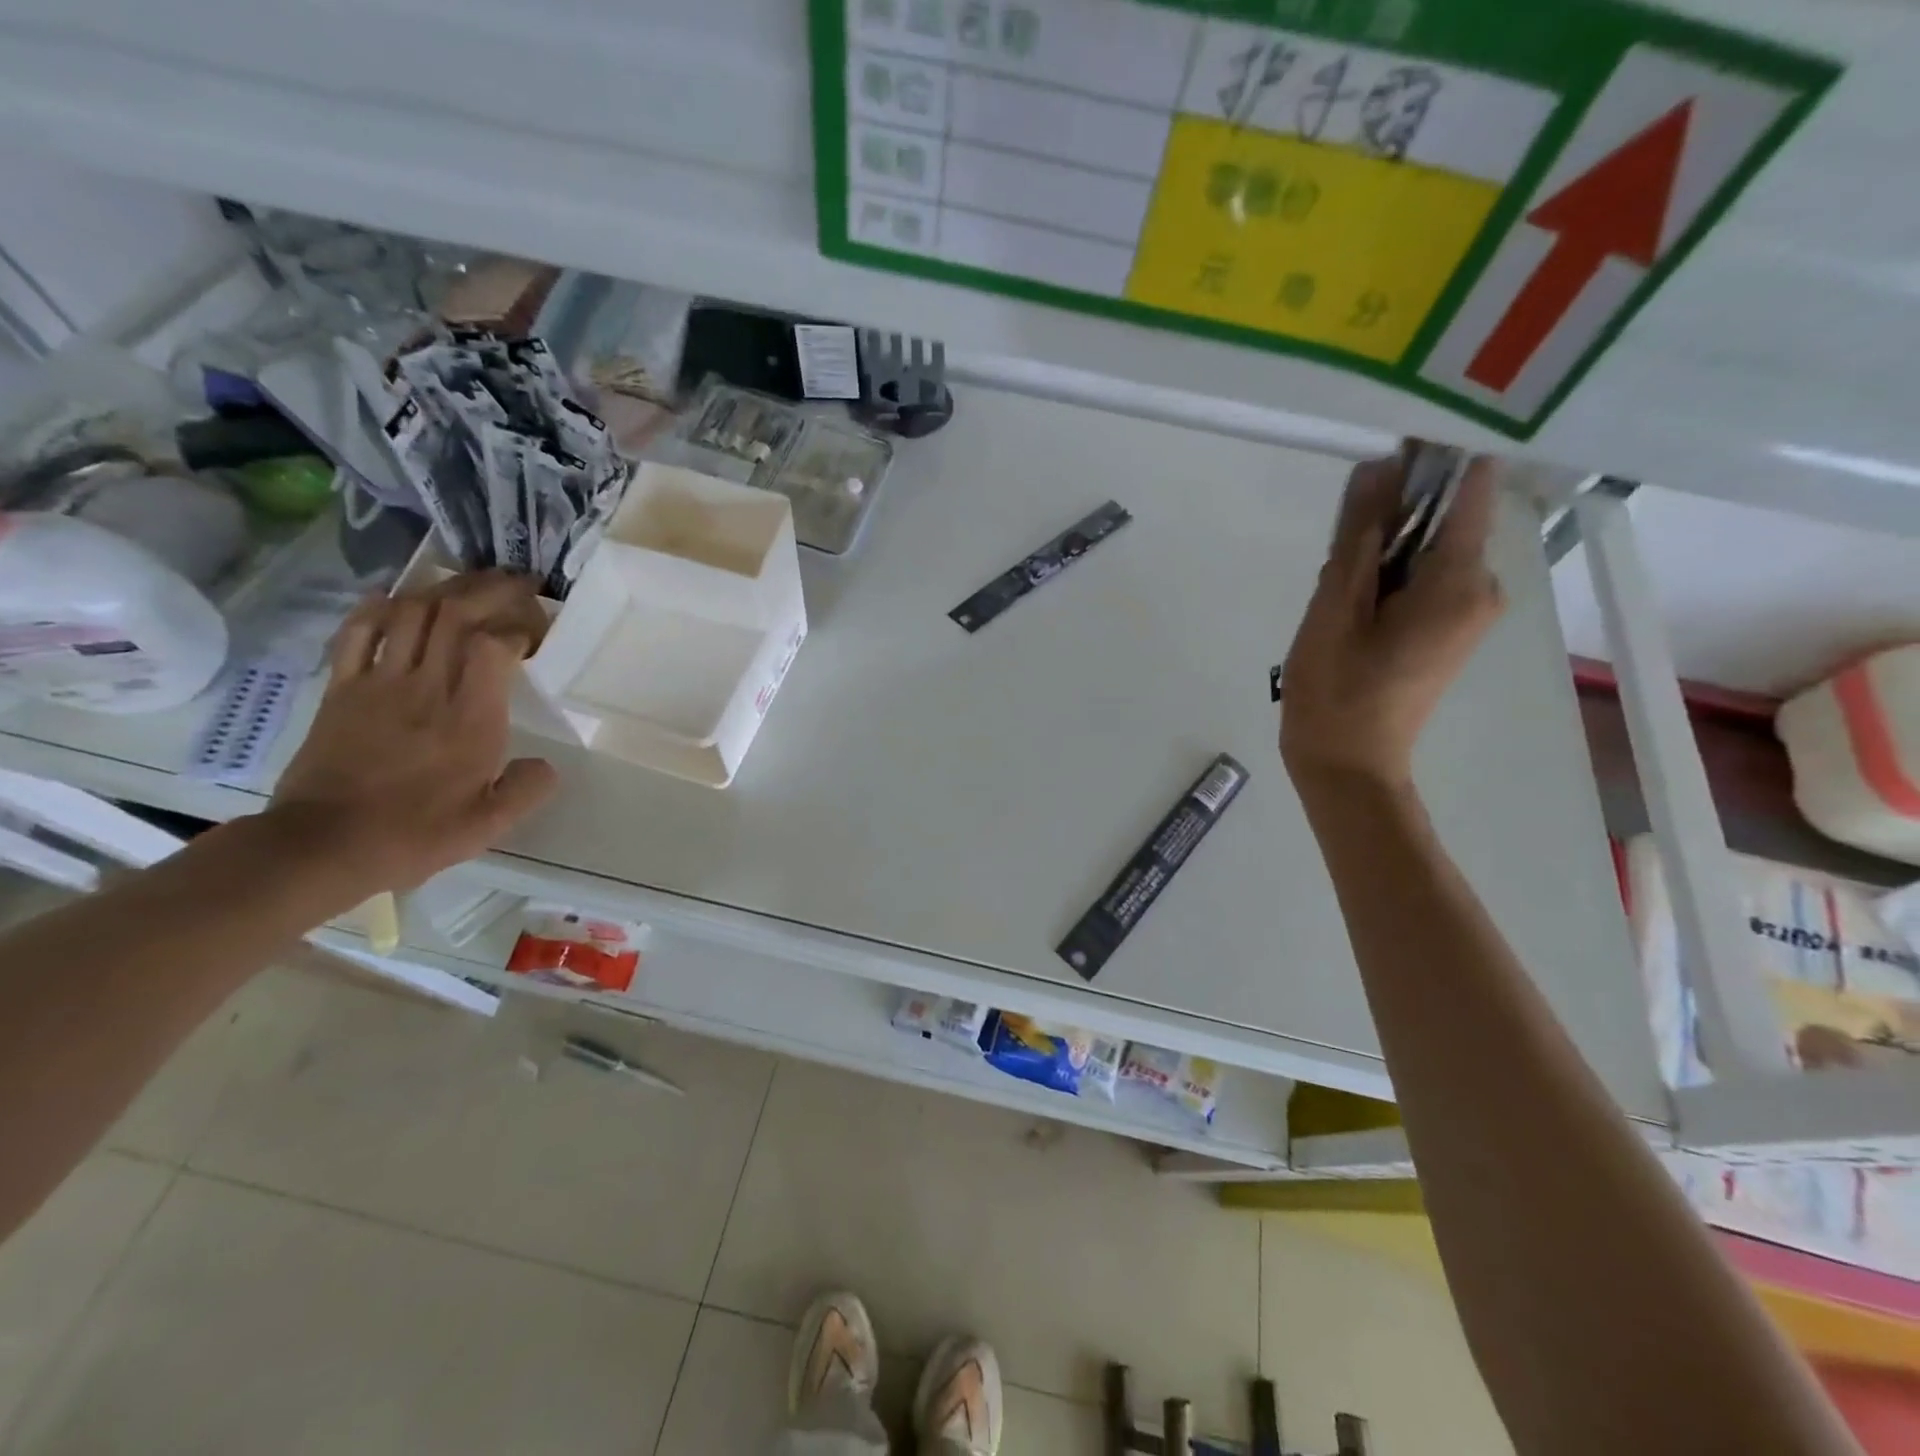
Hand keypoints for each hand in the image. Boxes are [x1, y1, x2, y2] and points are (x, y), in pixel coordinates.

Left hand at [268, 571, 558, 897]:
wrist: (323, 844)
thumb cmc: (415, 834)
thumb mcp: (489, 824)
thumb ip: (528, 789)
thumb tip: (545, 765)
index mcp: (469, 720)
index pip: (494, 646)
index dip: (518, 628)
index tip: (534, 635)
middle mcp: (426, 689)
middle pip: (454, 615)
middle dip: (490, 590)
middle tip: (517, 584)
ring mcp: (378, 684)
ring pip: (411, 614)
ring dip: (444, 590)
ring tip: (470, 584)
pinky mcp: (342, 689)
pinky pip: (358, 632)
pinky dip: (379, 607)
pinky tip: (397, 598)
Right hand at [1279, 449, 1504, 790]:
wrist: (1348, 765)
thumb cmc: (1336, 692)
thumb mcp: (1334, 607)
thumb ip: (1358, 536)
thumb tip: (1377, 466)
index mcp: (1459, 581)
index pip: (1468, 487)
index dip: (1432, 460)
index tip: (1387, 452)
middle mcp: (1483, 588)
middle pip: (1444, 519)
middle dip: (1393, 517)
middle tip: (1338, 553)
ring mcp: (1471, 610)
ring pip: (1428, 550)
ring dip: (1384, 551)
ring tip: (1338, 591)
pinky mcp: (1452, 628)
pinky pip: (1425, 578)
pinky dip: (1390, 576)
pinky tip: (1352, 606)